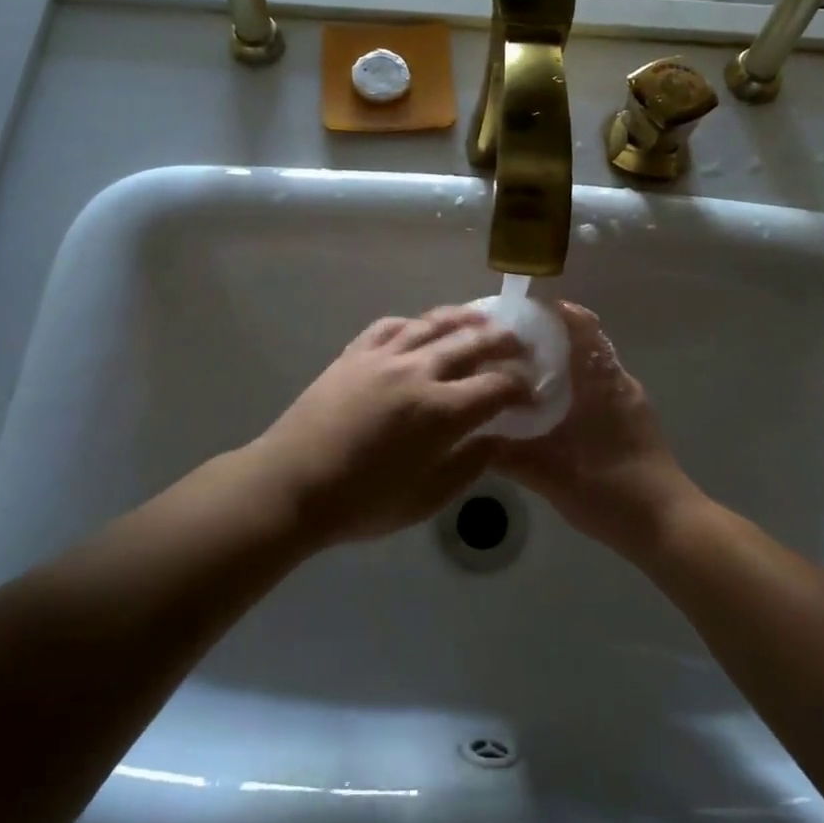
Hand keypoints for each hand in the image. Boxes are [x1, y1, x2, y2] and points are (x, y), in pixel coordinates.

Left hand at [254, 307, 530, 546]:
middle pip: (473, 343)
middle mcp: (418, 372)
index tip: (532, 395)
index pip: (497, 387)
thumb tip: (496, 440)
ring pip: (434, 323)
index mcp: (441, 412)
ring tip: (483, 320)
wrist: (291, 484)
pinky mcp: (355, 352)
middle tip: (520, 347)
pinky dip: (415, 323)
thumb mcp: (426, 500)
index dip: (522, 389)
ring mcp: (384, 356)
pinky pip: (392, 325)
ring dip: (466, 319)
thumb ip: (469, 466)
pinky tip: (423, 327)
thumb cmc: (361, 503)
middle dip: (505, 343)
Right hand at [494, 303, 704, 555]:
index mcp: (600, 380)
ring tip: (520, 378)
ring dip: (560, 366)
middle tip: (506, 349)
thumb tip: (469, 437)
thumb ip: (506, 455)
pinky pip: (598, 388)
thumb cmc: (609, 488)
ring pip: (590, 368)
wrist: (668, 526)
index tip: (516, 313)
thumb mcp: (548, 474)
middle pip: (582, 343)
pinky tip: (548, 413)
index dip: (552, 311)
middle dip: (546, 339)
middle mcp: (618, 381)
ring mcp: (629, 401)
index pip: (581, 324)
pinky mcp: (633, 421)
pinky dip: (573, 388)